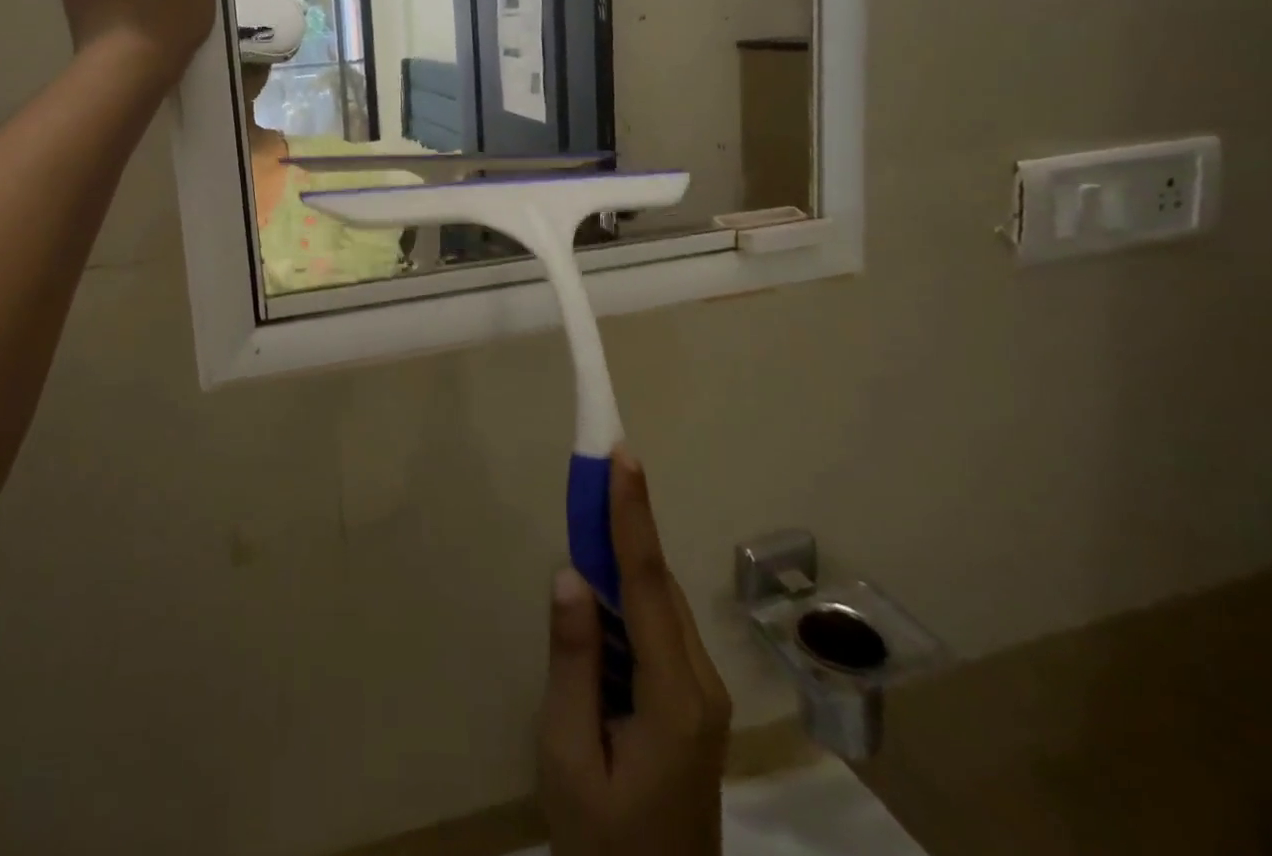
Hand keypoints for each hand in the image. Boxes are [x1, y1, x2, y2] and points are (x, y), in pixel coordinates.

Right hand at [539, 453, 732, 855]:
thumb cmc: (604, 846)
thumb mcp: (570, 757)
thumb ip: (573, 661)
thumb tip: (571, 573)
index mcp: (675, 697)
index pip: (648, 582)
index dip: (632, 513)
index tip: (623, 455)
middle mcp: (700, 684)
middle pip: (657, 584)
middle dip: (624, 522)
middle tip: (593, 471)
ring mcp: (701, 696)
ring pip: (658, 603)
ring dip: (623, 557)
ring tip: (587, 516)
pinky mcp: (691, 705)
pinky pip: (657, 629)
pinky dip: (627, 595)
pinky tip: (598, 593)